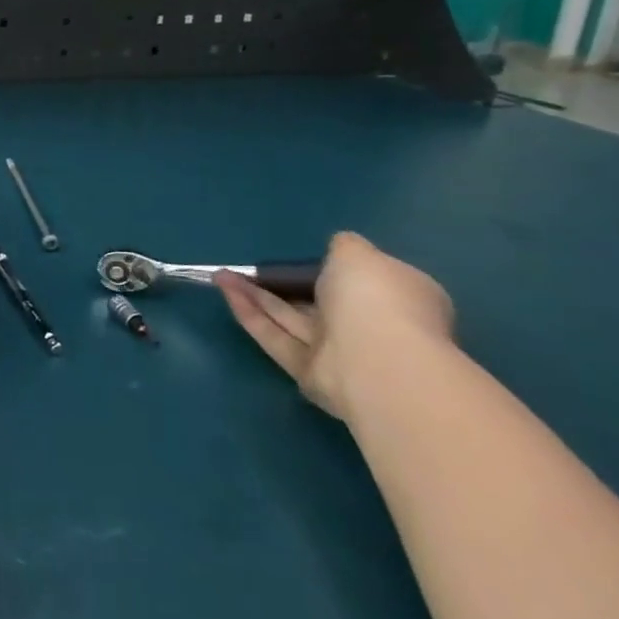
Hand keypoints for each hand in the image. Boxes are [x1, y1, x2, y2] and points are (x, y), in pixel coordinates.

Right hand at [213, 231, 454, 423]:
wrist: (374, 360)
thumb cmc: (373, 298)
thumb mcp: (357, 253)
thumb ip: (344, 246)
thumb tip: (338, 248)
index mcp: (397, 297)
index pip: (367, 280)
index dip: (337, 267)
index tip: (306, 255)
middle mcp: (372, 326)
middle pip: (321, 301)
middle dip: (284, 282)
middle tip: (252, 266)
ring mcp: (341, 353)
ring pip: (292, 318)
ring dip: (255, 295)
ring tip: (221, 274)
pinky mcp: (310, 372)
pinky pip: (276, 337)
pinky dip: (250, 313)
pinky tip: (225, 291)